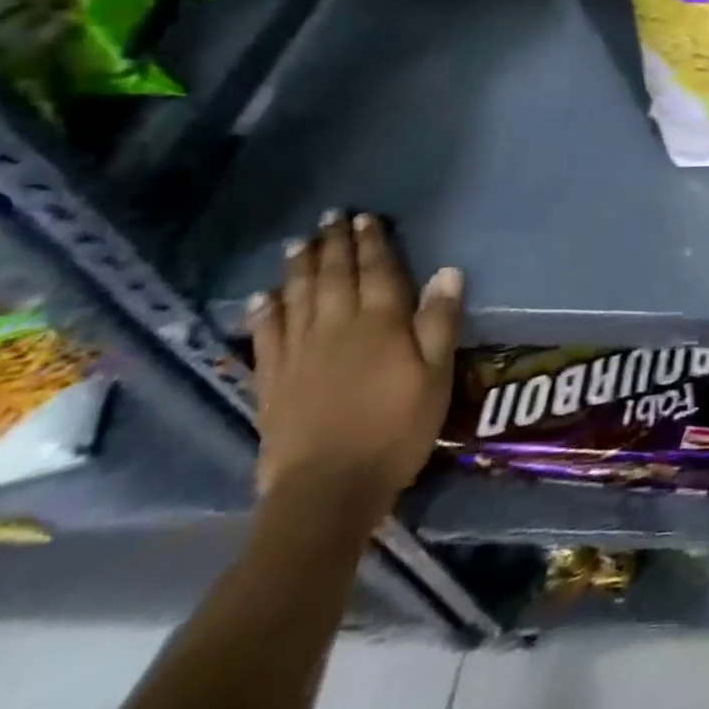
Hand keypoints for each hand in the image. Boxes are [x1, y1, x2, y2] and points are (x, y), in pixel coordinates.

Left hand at [247, 211, 463, 524]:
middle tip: (330, 216)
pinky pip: (267, 337)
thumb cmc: (394, 430)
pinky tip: (261, 297)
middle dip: (334, 244)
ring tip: (299, 242)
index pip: (377, 270)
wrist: (327, 492)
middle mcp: (336, 326)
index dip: (372, 242)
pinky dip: (264, 312)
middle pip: (334, 275)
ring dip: (300, 267)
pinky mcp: (273, 382)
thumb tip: (447, 271)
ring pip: (298, 298)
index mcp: (379, 323)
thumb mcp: (435, 376)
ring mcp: (299, 353)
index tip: (366, 218)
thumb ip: (440, 321)